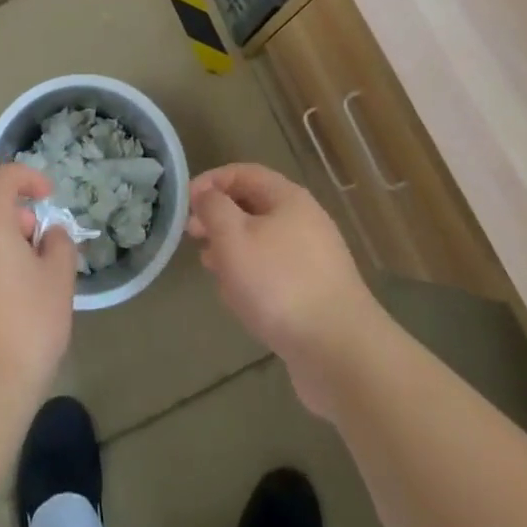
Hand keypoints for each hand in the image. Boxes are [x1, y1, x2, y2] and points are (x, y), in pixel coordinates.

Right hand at [187, 163, 383, 417]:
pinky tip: (238, 299)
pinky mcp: (317, 295)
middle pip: (254, 207)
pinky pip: (276, 273)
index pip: (243, 173)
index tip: (186, 202)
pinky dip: (253, 277)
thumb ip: (214, 208)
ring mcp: (314, 260)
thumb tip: (207, 194)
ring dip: (233, 249)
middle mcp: (305, 221)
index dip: (211, 181)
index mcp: (288, 198)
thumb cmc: (279, 284)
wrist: (340, 353)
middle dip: (220, 218)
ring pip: (263, 242)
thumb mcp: (234, 238)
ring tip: (209, 267)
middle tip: (192, 235)